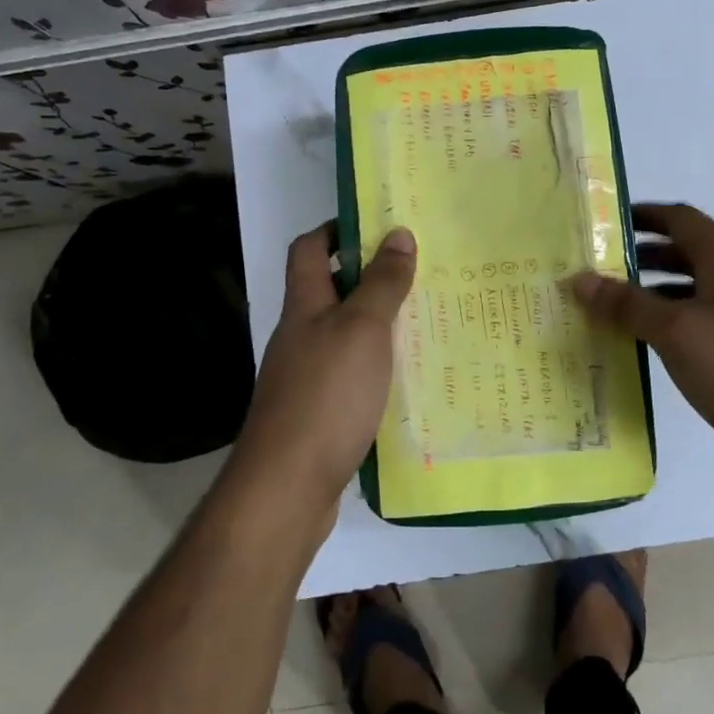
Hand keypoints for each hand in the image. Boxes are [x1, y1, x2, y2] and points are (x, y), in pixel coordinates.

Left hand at [233, 222, 416, 514]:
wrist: (287, 486)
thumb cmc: (326, 395)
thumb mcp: (362, 329)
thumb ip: (382, 283)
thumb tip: (397, 233)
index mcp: (304, 306)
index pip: (308, 249)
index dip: (336, 230)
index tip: (378, 227)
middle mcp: (300, 335)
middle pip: (330, 291)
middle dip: (370, 277)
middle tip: (420, 273)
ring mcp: (306, 376)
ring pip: (345, 335)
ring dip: (379, 325)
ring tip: (426, 321)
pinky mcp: (319, 413)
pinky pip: (351, 375)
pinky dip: (377, 368)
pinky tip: (407, 379)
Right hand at [568, 203, 713, 477]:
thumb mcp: (677, 333)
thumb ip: (627, 304)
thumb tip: (579, 279)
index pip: (680, 218)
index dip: (642, 215)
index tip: (603, 223)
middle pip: (686, 251)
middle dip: (642, 256)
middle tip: (599, 269)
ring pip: (695, 287)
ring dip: (656, 291)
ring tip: (616, 308)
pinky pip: (705, 318)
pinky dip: (675, 320)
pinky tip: (654, 345)